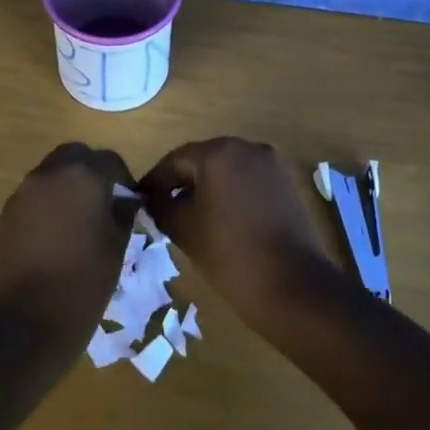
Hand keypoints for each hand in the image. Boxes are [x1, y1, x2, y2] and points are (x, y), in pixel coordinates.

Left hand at [0, 143, 139, 355]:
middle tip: (104, 201)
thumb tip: (126, 200)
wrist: (23, 324)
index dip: (123, 178)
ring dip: (68, 186)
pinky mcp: (6, 215)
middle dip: (91, 171)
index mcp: (83, 176)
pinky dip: (49, 203)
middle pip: (75, 156)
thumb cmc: (82, 283)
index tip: (130, 202)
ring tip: (81, 220)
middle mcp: (50, 174)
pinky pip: (34, 196)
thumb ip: (123, 214)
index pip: (110, 160)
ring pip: (51, 174)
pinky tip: (58, 235)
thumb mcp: (117, 247)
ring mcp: (23, 193)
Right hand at [138, 138, 335, 330]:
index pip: (176, 160)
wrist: (289, 283)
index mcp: (218, 153)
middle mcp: (247, 147)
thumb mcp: (183, 228)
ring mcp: (271, 163)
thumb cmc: (228, 253)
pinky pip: (249, 179)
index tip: (140, 198)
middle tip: (163, 204)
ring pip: (228, 168)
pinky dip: (232, 191)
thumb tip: (154, 198)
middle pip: (204, 159)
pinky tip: (222, 216)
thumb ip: (162, 205)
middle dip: (183, 180)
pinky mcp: (286, 181)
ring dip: (209, 185)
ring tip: (192, 212)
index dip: (156, 180)